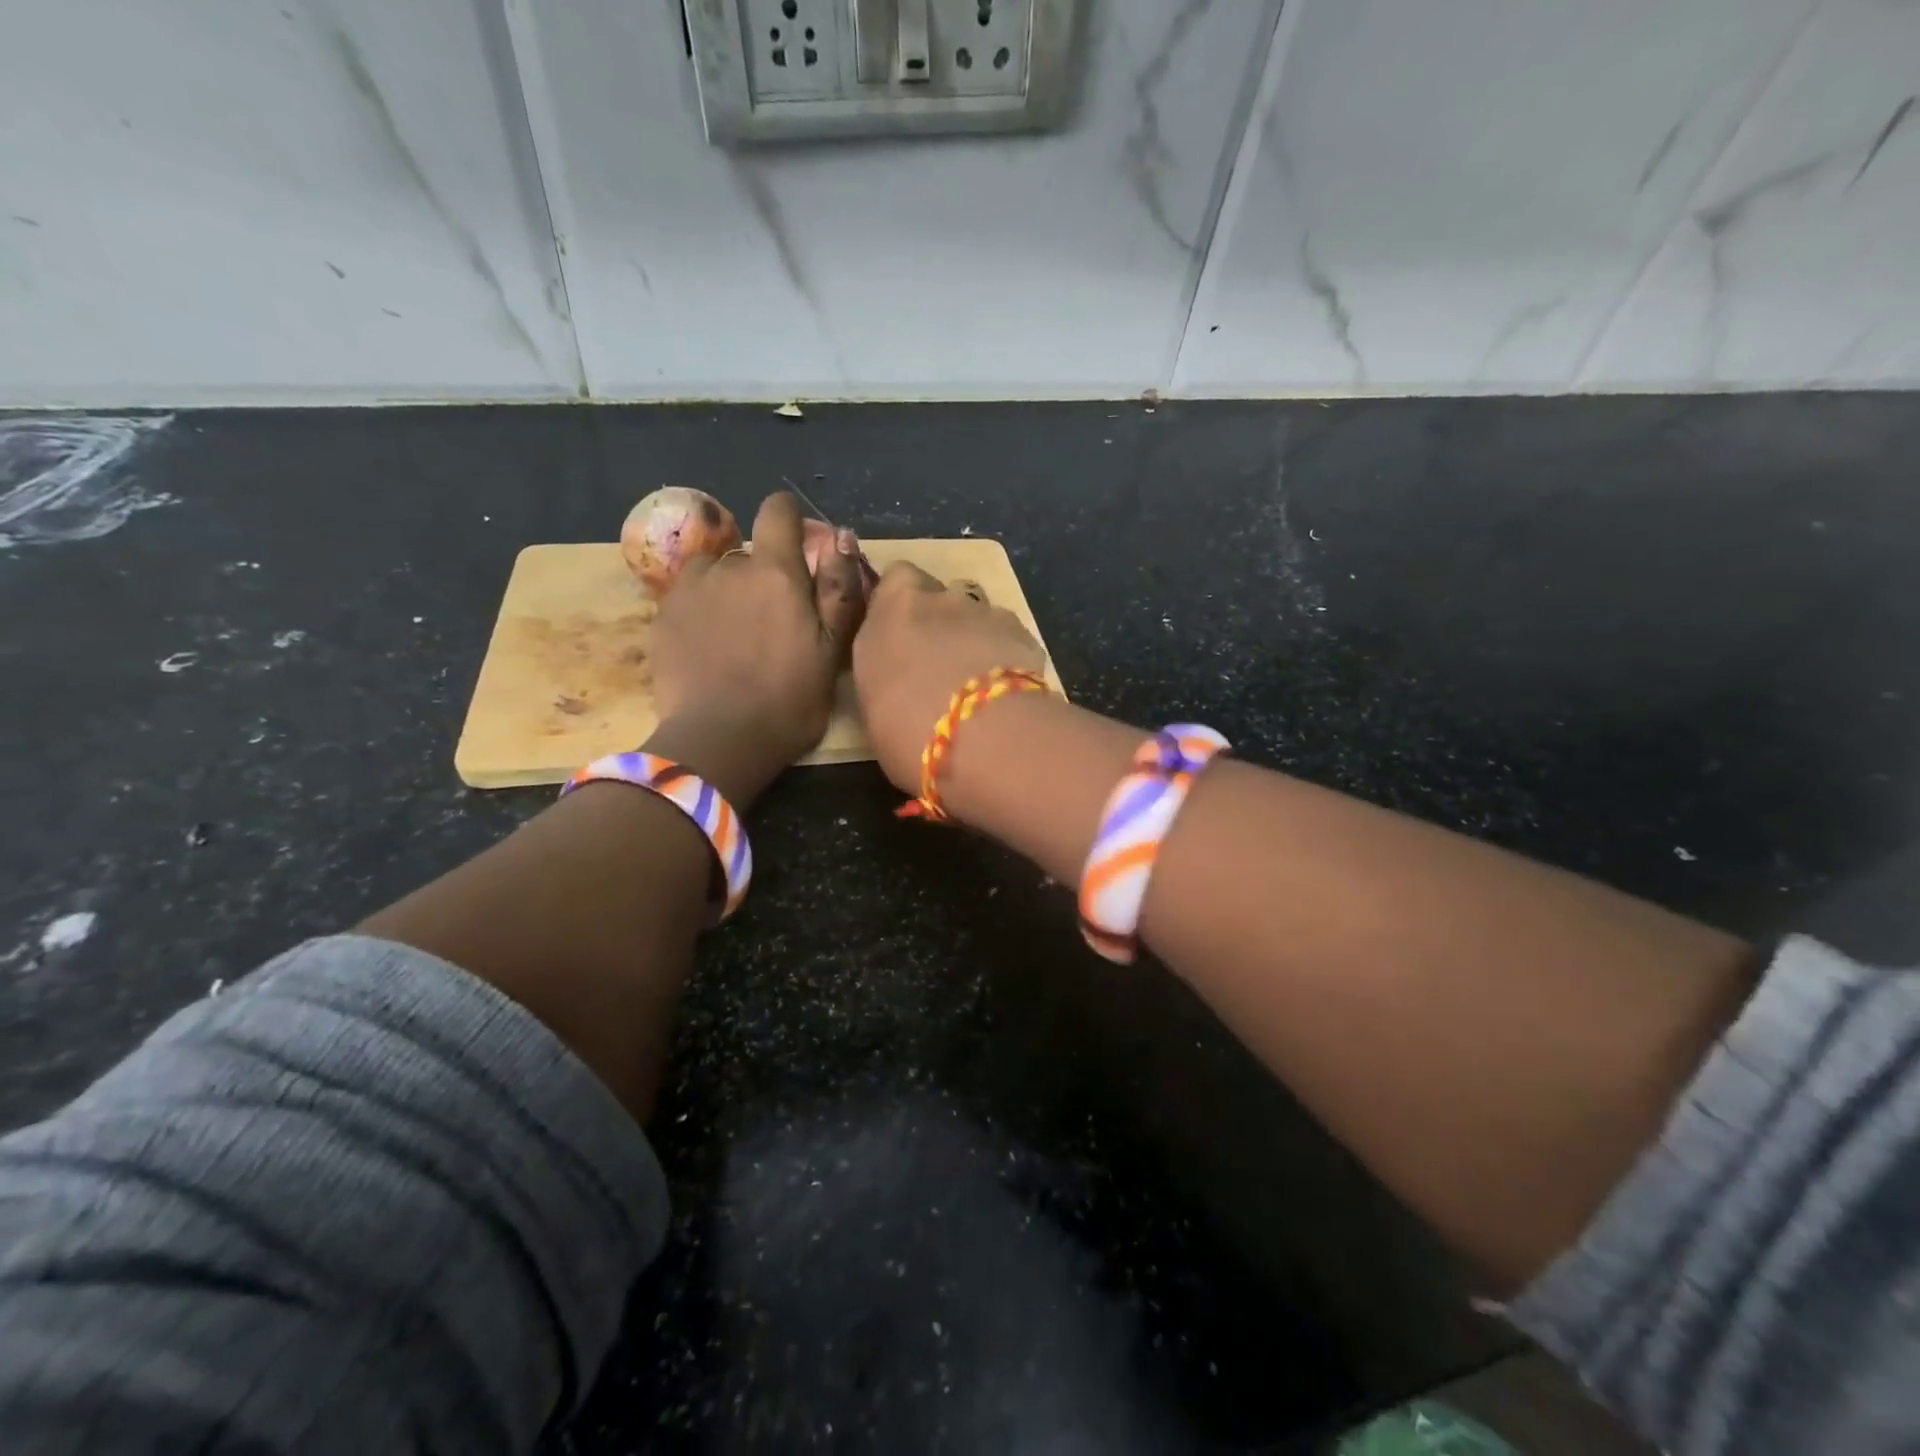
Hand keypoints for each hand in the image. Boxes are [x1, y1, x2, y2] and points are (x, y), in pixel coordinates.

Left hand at [647, 492, 867, 801]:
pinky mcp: (662, 616)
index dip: (788, 519)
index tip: (796, 544)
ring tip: (735, 634)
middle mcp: (729, 567)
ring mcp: (690, 590)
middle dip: (763, 575)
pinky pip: (688, 596)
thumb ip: (838, 589)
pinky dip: (701, 610)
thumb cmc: (789, 700)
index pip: (777, 511)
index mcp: (776, 572)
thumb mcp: (832, 651)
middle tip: (773, 622)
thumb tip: (839, 538)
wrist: (719, 741)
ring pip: (715, 573)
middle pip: (749, 553)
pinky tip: (708, 647)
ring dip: (727, 589)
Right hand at [851, 561, 1048, 795]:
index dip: (902, 602)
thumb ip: (884, 676)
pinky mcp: (1025, 633)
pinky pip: (1009, 639)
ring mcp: (986, 612)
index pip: (896, 579)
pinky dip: (1007, 658)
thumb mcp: (872, 707)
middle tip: (939, 667)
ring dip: (976, 640)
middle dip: (940, 622)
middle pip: (940, 597)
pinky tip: (1008, 694)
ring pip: (978, 617)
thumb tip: (896, 680)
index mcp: (892, 611)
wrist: (980, 739)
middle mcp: (939, 599)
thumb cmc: (906, 731)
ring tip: (977, 686)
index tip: (901, 633)